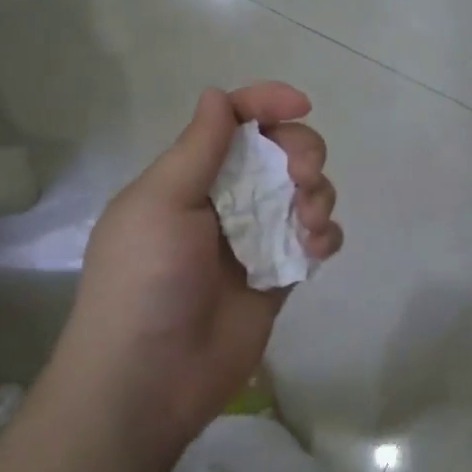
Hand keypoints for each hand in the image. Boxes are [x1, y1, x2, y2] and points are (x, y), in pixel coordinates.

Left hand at [55, 83, 341, 451]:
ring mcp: (254, 240)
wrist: (151, 377)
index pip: (233, 122)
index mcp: (188, 176)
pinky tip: (317, 249)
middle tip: (302, 177)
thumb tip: (217, 94)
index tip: (301, 106)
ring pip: (304, 193)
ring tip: (309, 222)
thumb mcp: (160, 203)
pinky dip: (325, 235)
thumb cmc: (146, 280)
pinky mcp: (278, 276)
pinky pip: (315, 240)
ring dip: (318, 194)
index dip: (266, 104)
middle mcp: (224, 201)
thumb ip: (197, 148)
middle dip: (302, 151)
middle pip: (279, 152)